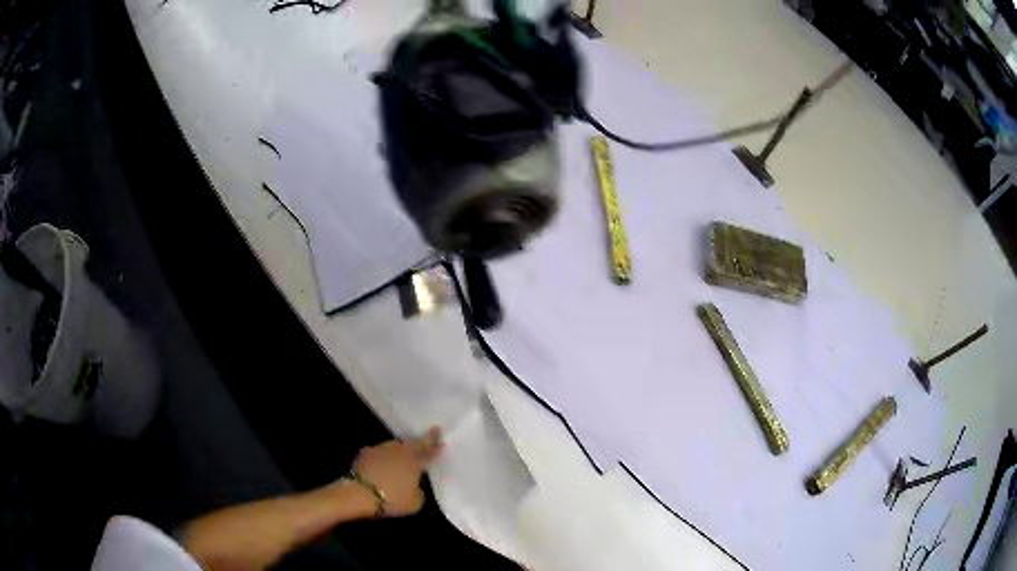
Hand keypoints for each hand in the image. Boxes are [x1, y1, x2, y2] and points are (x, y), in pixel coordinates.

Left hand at [352, 426, 443, 516]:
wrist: (359, 492)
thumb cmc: (392, 499)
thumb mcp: (415, 502)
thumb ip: (419, 491)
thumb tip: (415, 486)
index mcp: (414, 461)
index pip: (429, 450)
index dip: (435, 445)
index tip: (440, 437)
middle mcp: (399, 451)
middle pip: (412, 443)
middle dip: (419, 442)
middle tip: (426, 439)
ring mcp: (381, 449)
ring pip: (395, 445)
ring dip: (401, 448)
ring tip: (404, 452)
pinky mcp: (366, 453)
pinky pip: (380, 452)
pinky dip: (384, 456)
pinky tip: (384, 461)